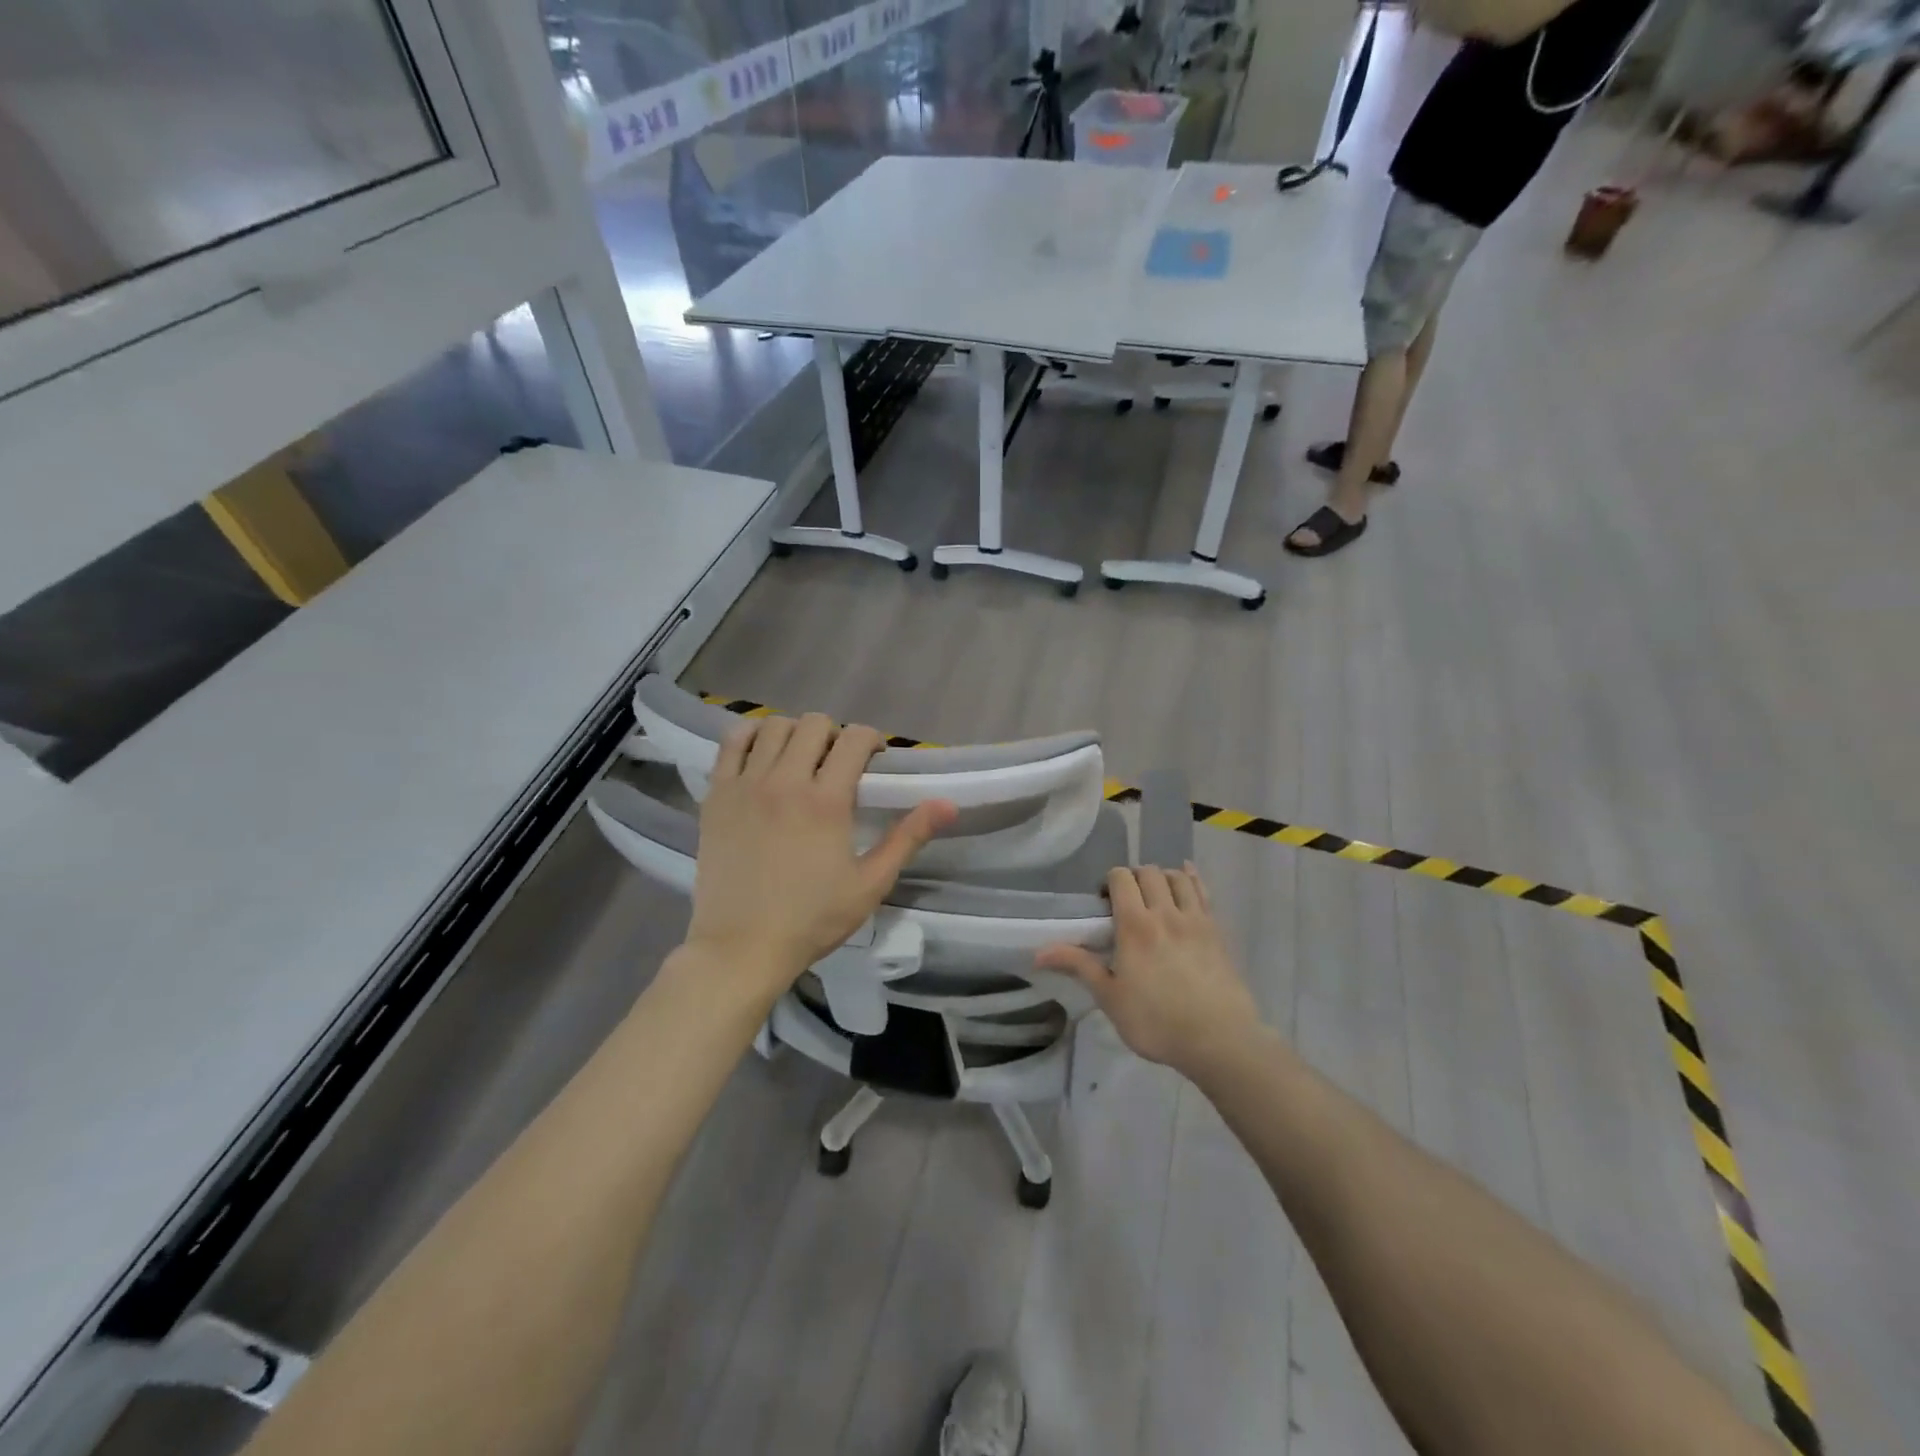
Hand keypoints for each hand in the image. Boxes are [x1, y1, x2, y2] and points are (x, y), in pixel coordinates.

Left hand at [686, 714, 955, 993]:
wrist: (741, 947)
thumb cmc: (812, 919)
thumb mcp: (871, 884)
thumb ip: (908, 838)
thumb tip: (948, 804)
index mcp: (826, 801)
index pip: (854, 739)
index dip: (871, 739)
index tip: (874, 759)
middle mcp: (785, 781)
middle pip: (814, 724)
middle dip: (835, 734)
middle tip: (838, 762)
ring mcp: (745, 785)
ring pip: (773, 726)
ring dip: (795, 732)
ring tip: (801, 758)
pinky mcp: (716, 795)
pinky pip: (731, 742)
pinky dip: (751, 736)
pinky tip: (762, 753)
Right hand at [1036, 864, 1260, 1076]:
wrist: (1219, 1040)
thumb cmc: (1157, 1022)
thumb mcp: (1110, 998)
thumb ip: (1078, 967)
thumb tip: (1038, 953)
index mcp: (1135, 925)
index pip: (1121, 878)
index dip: (1109, 882)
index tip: (1104, 903)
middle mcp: (1165, 912)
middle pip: (1149, 872)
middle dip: (1134, 878)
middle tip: (1127, 901)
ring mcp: (1195, 919)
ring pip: (1177, 877)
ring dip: (1162, 877)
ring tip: (1155, 894)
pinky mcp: (1217, 930)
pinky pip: (1204, 891)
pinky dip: (1192, 878)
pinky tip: (1186, 876)